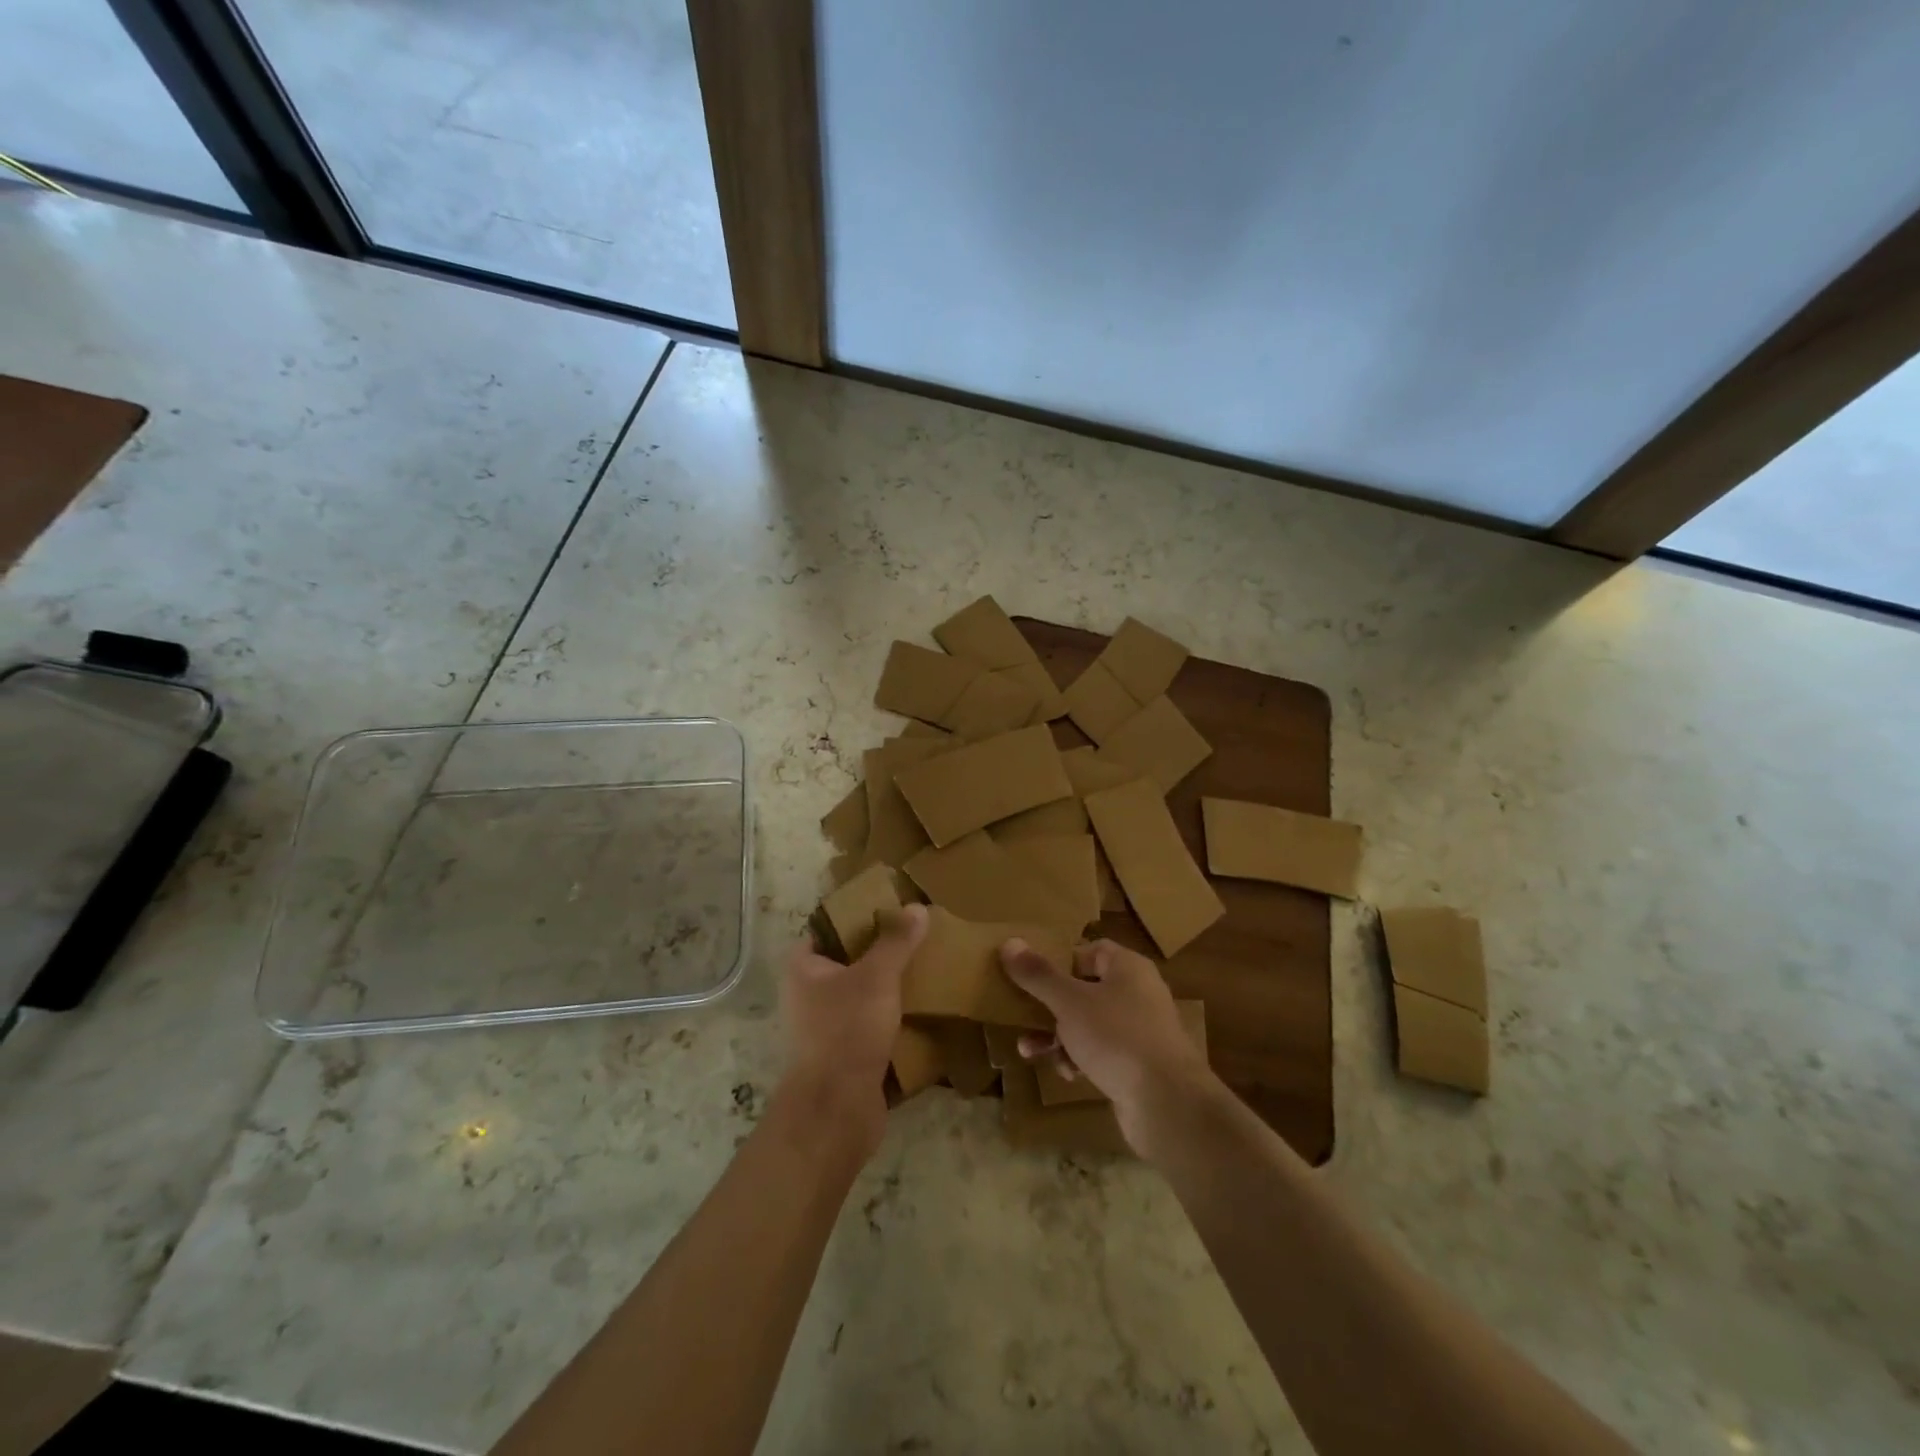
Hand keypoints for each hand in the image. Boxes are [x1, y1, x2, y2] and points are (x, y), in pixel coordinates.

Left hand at [779, 904, 927, 1154]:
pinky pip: (870, 1025)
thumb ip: (897, 941)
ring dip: (888, 986)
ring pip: (861, 995)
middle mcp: (807, 994)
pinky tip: (922, 1008)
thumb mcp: (877, 977)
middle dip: (880, 951)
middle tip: (915, 936)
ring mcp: (824, 1027)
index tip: (892, 907)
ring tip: (924, 968)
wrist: (837, 1109)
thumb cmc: (847, 1030)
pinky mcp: (844, 1054)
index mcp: (803, 968)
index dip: (857, 916)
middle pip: (848, 961)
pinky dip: (892, 1018)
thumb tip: (917, 907)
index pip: (828, 929)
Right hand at [1000, 937, 1213, 1150]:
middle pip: (1084, 989)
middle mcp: (1136, 993)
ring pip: (1088, 1024)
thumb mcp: (1069, 1002)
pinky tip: (1066, 1074)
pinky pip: (1100, 1052)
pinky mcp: (1137, 1065)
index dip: (1060, 959)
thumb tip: (1009, 942)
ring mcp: (1139, 1031)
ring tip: (1029, 1051)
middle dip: (1049, 1005)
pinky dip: (1079, 1059)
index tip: (1030, 974)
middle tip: (1021, 1014)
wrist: (1167, 1104)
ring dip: (1057, 1036)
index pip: (1090, 950)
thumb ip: (1038, 974)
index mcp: (1127, 968)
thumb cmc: (1117, 1037)